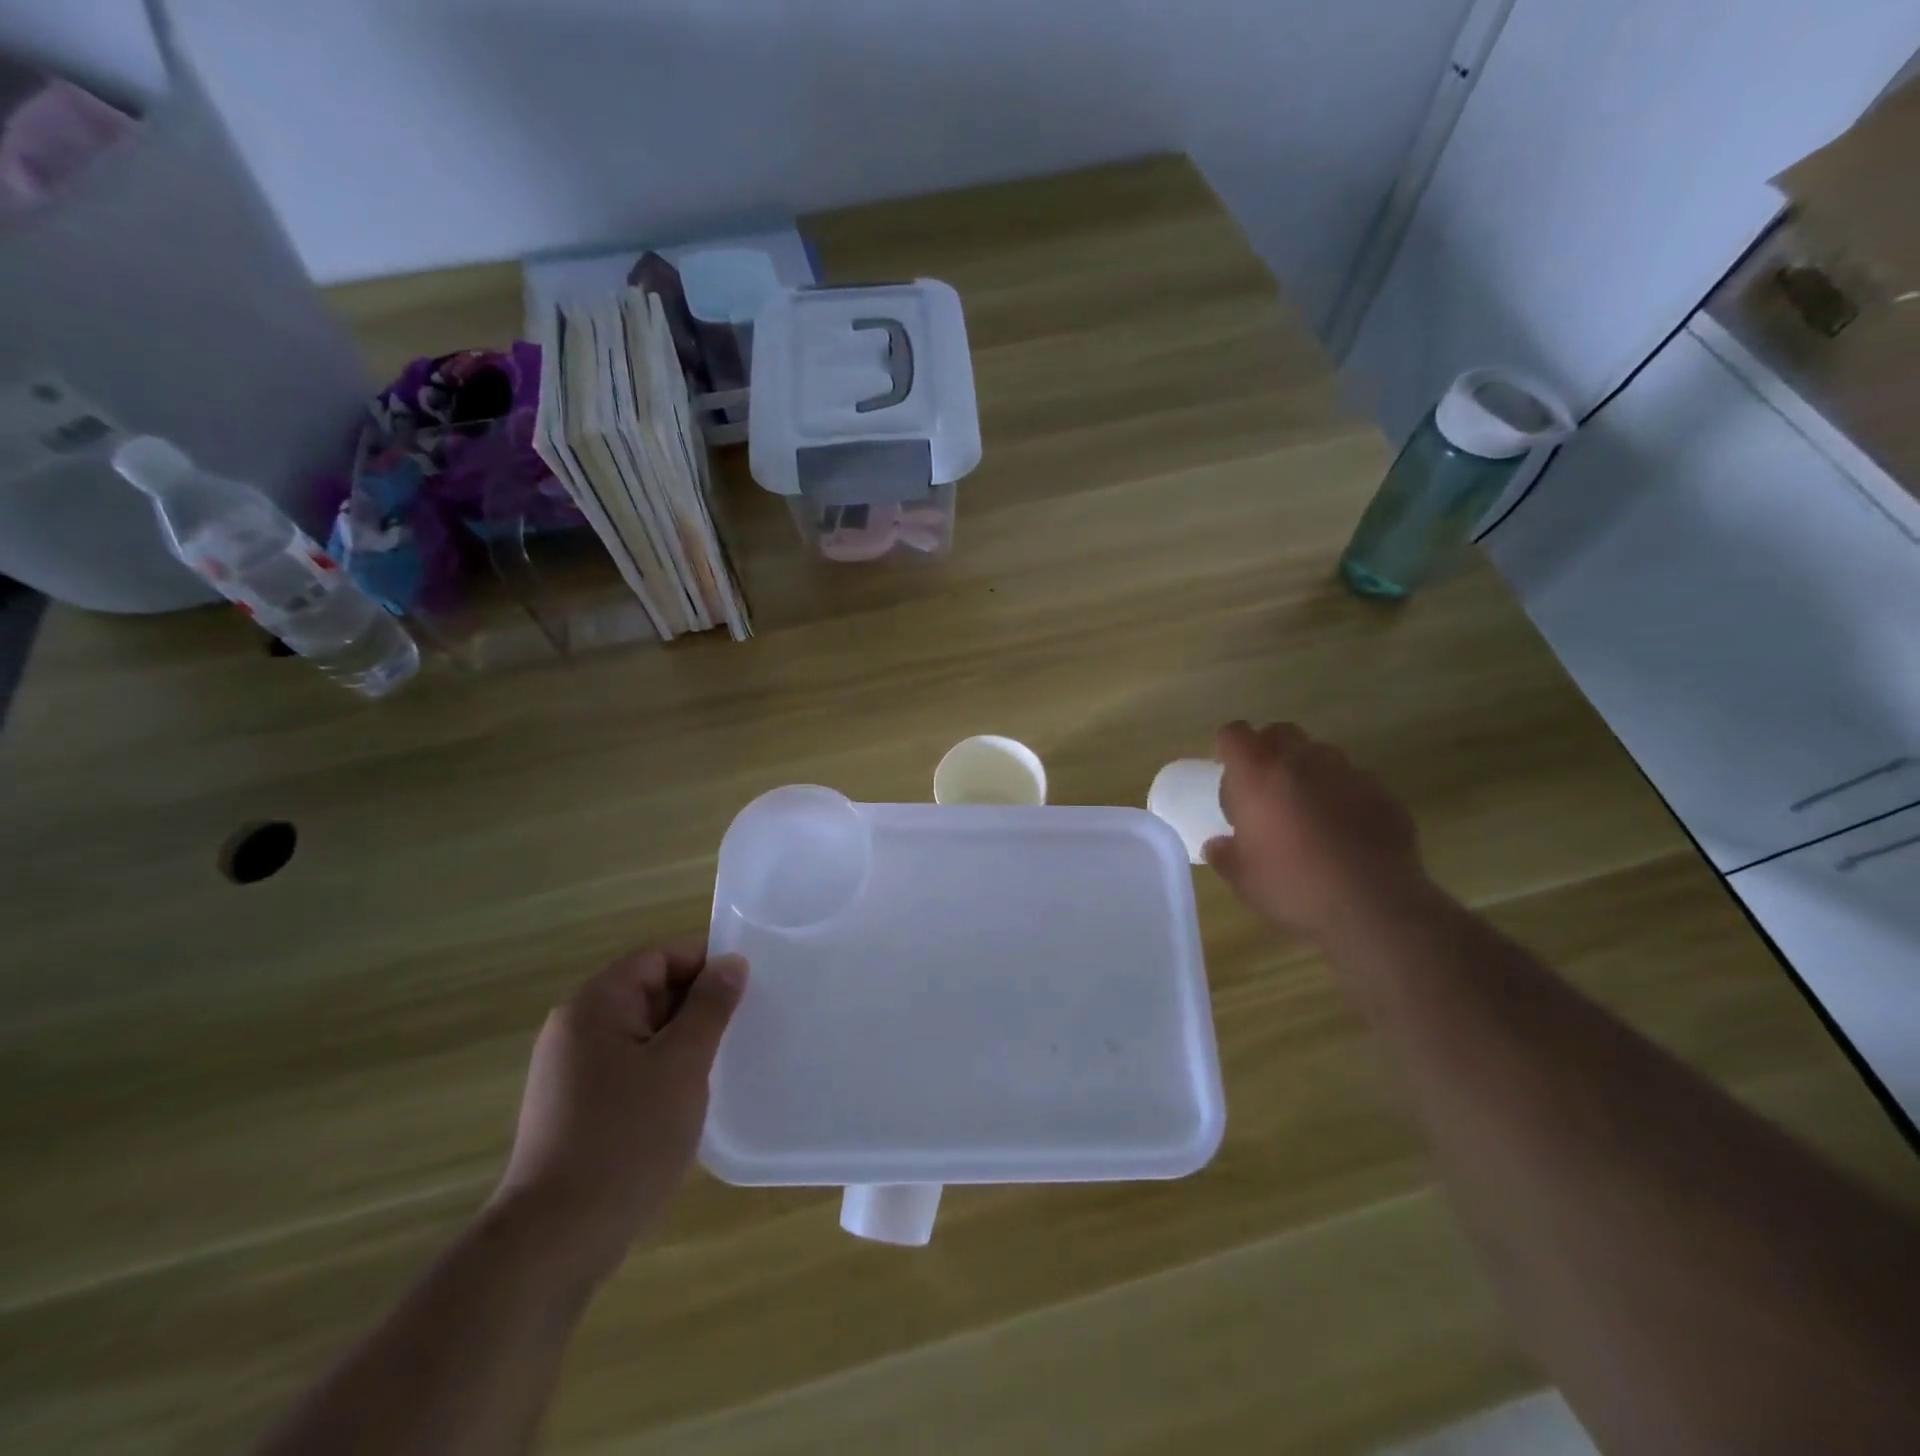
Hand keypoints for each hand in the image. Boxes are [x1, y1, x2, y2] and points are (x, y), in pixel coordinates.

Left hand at [488, 943, 747, 1286]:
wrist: (554, 1240)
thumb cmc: (627, 1138)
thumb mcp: (682, 1063)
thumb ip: (710, 1006)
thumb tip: (731, 962)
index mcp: (595, 1005)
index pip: (658, 957)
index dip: (704, 964)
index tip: (746, 988)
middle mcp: (575, 1028)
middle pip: (648, 991)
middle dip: (696, 1004)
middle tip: (742, 1027)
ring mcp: (570, 1070)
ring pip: (641, 1032)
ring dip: (682, 1041)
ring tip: (722, 1063)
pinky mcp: (574, 1107)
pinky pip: (628, 1066)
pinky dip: (660, 1070)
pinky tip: (687, 1099)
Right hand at [1203, 721, 1427, 939]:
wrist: (1373, 907)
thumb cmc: (1293, 887)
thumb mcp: (1243, 880)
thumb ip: (1226, 856)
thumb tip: (1218, 846)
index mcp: (1258, 776)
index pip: (1234, 734)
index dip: (1227, 746)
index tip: (1226, 768)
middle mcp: (1301, 762)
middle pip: (1280, 732)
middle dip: (1269, 750)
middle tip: (1265, 787)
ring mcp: (1347, 774)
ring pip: (1321, 754)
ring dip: (1309, 771)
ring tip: (1307, 808)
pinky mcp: (1383, 794)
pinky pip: (1356, 781)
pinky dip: (1345, 795)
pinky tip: (1346, 829)